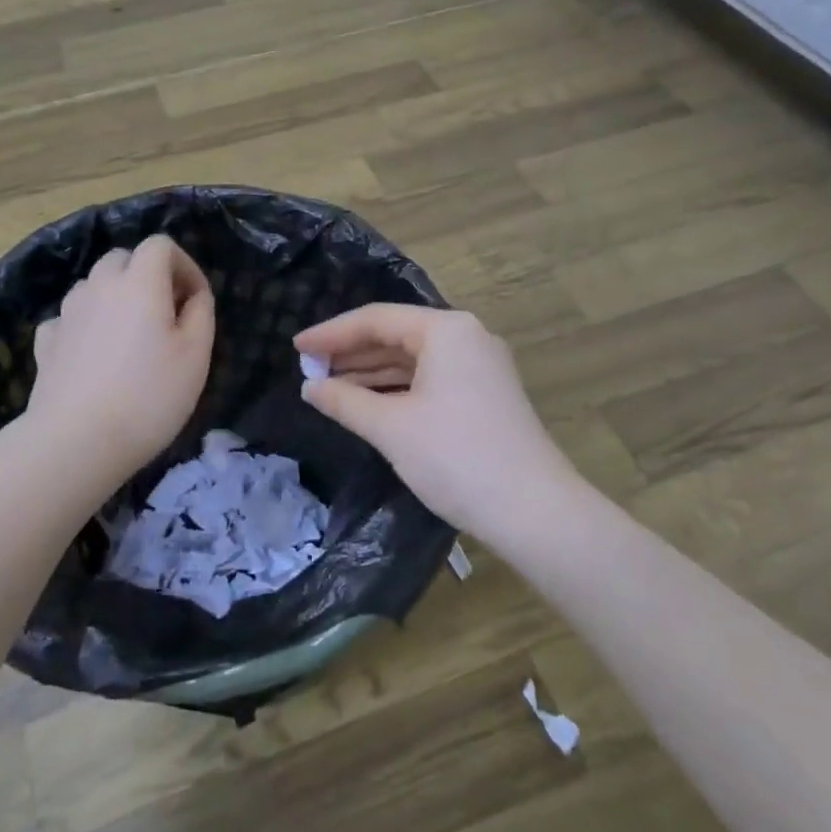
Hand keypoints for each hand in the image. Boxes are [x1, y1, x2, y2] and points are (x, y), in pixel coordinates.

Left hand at [27, 236, 214, 483]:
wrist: (77, 441)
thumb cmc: (149, 397)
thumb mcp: (196, 356)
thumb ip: (201, 313)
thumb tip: (193, 295)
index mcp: (139, 282)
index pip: (161, 245)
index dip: (184, 265)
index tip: (195, 301)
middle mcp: (99, 286)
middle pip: (123, 258)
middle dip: (147, 276)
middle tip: (165, 315)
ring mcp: (67, 312)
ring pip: (94, 285)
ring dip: (115, 298)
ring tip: (130, 336)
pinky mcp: (46, 341)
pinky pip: (70, 317)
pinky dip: (85, 324)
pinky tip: (93, 354)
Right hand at [295, 305, 577, 541]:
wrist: (534, 512)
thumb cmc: (456, 457)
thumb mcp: (391, 427)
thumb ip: (344, 401)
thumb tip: (309, 388)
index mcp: (446, 330)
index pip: (376, 319)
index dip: (331, 333)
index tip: (296, 348)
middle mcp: (466, 337)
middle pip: (396, 334)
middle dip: (351, 352)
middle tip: (309, 369)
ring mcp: (480, 367)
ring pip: (413, 359)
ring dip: (371, 372)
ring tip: (329, 386)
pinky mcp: (485, 395)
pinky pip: (430, 378)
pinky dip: (397, 388)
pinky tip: (368, 404)